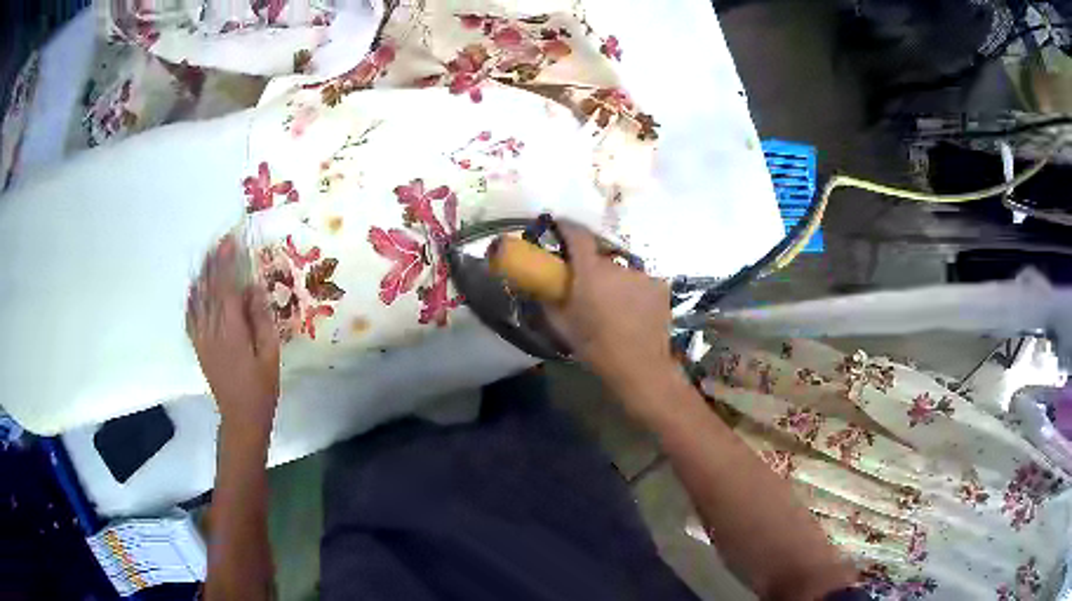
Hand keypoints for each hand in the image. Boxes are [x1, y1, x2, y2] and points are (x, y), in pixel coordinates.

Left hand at [187, 235, 279, 432]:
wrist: (241, 416)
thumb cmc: (262, 387)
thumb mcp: (270, 354)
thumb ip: (261, 318)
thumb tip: (253, 287)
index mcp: (231, 330)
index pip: (226, 287)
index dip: (227, 262)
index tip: (232, 241)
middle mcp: (211, 329)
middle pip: (209, 288)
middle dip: (214, 262)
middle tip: (221, 240)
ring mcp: (202, 338)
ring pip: (198, 299)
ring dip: (203, 275)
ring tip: (209, 255)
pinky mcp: (198, 346)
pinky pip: (190, 317)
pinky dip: (191, 298)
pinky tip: (194, 286)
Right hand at [547, 223, 678, 408]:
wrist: (640, 367)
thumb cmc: (596, 348)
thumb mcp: (562, 326)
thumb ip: (547, 300)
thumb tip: (536, 284)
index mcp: (590, 271)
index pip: (577, 234)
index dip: (566, 226)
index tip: (558, 226)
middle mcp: (618, 265)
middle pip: (600, 256)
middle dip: (591, 266)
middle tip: (586, 287)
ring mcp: (642, 274)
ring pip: (621, 271)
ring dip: (614, 281)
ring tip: (613, 306)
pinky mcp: (659, 286)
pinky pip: (639, 282)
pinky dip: (633, 291)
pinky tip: (633, 312)